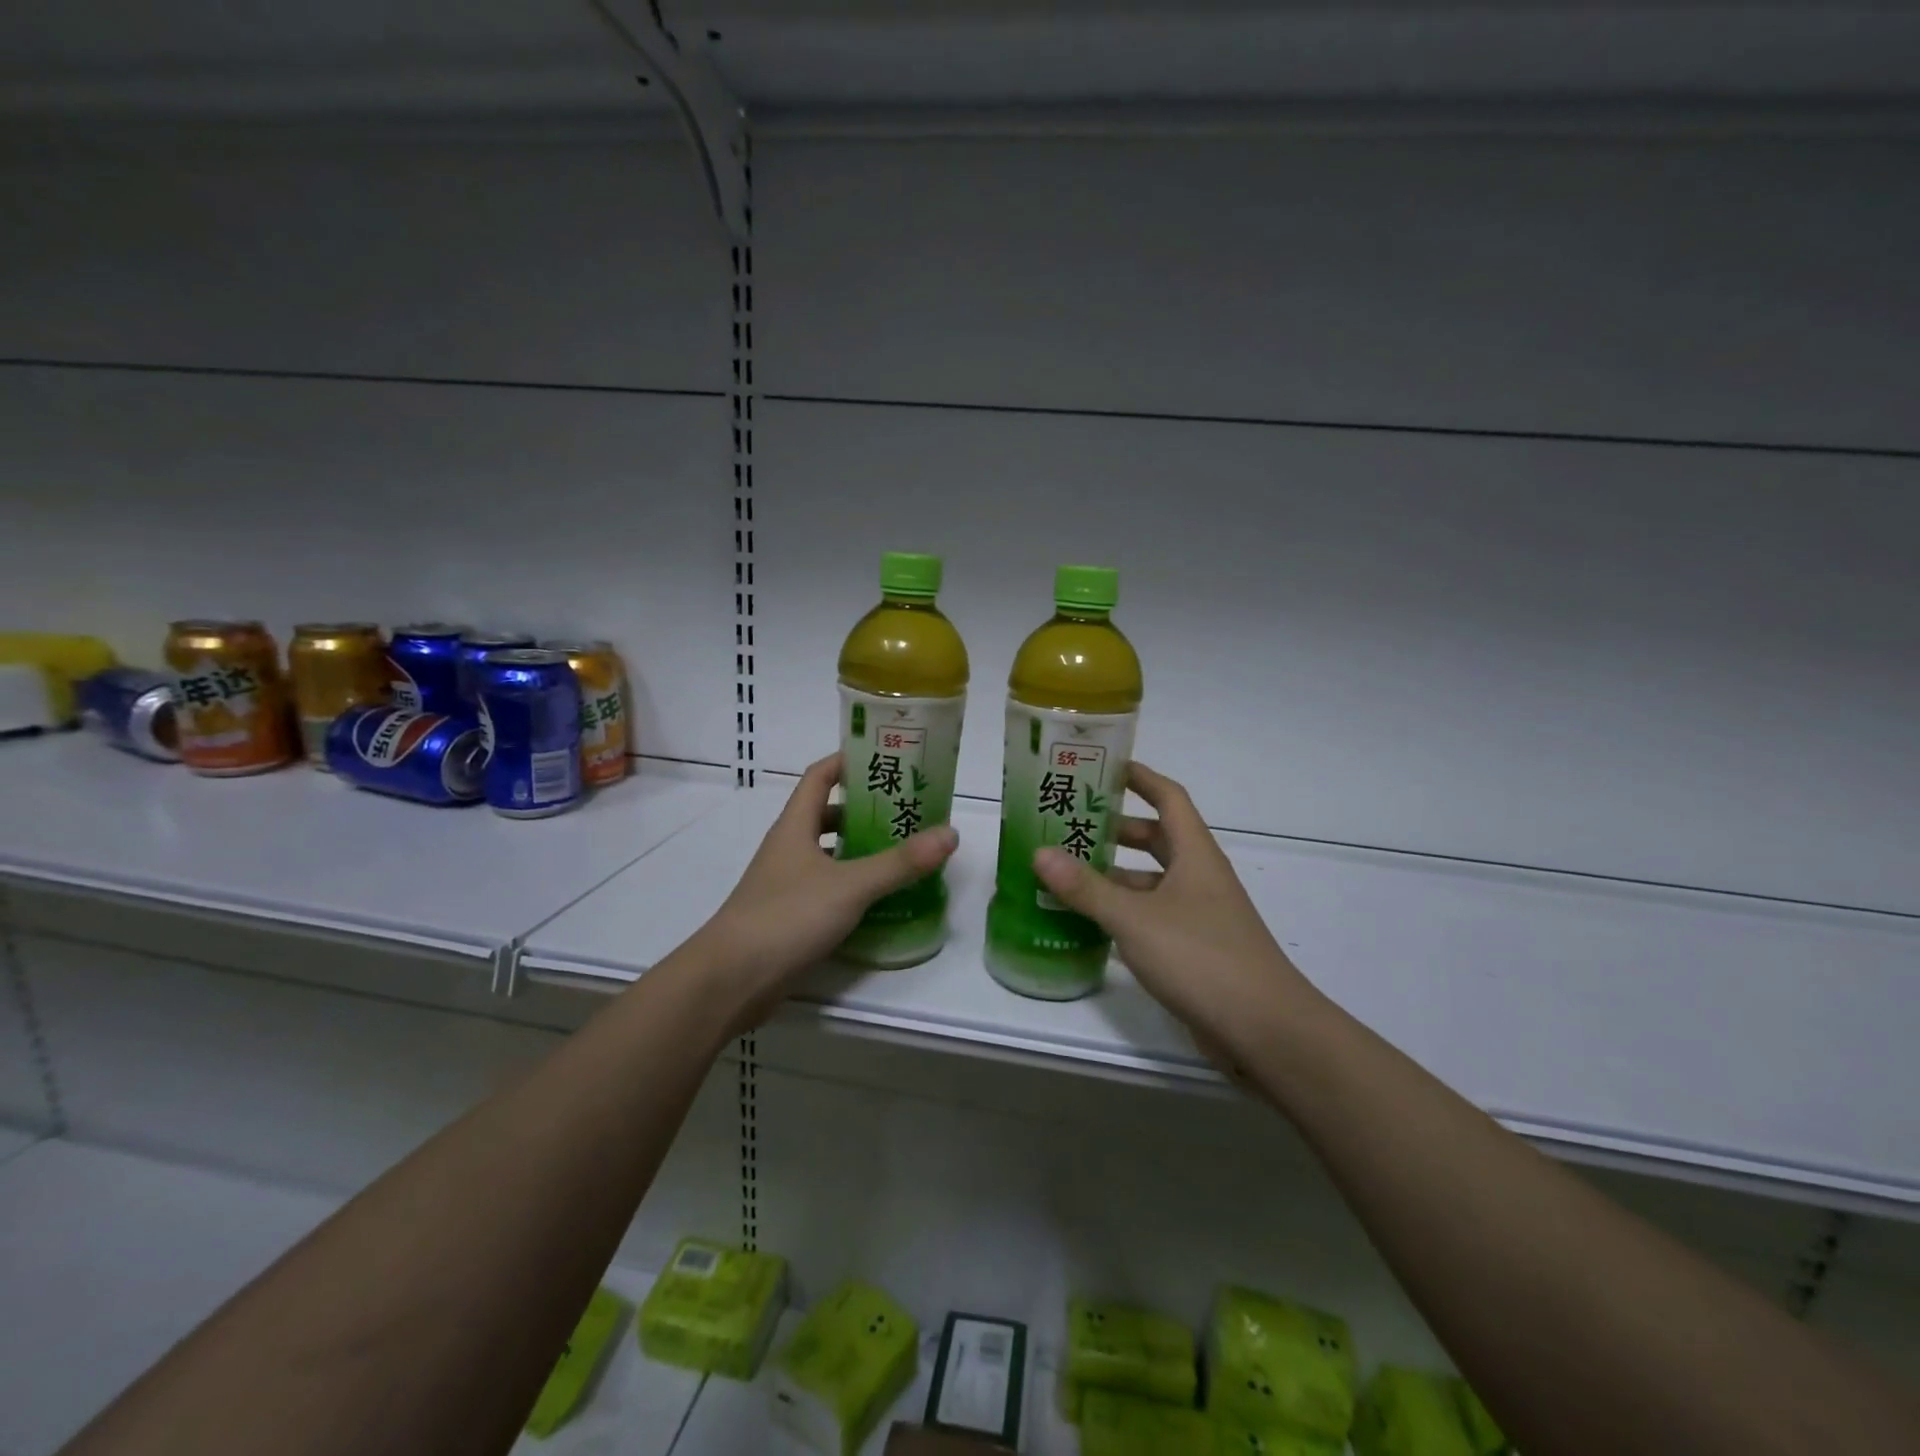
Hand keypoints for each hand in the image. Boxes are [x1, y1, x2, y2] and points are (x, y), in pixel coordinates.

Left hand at [693, 754, 958, 1024]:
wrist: (731, 979)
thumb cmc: (787, 916)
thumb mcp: (850, 885)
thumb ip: (900, 862)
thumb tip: (950, 833)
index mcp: (795, 826)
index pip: (819, 776)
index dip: (848, 760)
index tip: (884, 757)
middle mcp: (788, 848)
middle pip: (826, 814)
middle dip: (864, 809)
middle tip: (907, 811)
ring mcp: (786, 883)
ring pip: (828, 853)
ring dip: (859, 849)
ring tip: (902, 852)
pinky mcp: (789, 916)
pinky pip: (827, 888)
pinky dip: (852, 885)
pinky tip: (879, 899)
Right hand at [1033, 763, 1316, 1060]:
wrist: (1265, 1031)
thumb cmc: (1202, 958)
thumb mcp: (1135, 918)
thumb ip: (1086, 888)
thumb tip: (1040, 853)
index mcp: (1195, 854)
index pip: (1168, 798)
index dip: (1140, 778)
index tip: (1103, 767)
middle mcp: (1199, 878)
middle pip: (1156, 839)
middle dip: (1115, 830)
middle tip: (1069, 826)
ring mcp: (1200, 916)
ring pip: (1151, 882)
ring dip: (1115, 876)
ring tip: (1066, 875)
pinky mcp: (1195, 950)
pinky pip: (1152, 918)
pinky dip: (1123, 914)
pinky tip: (1089, 925)